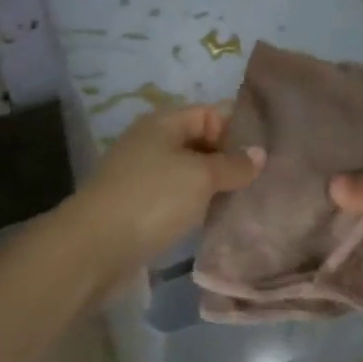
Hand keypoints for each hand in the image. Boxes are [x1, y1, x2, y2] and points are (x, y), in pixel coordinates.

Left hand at [65, 103, 261, 278]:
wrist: (93, 248)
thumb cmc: (152, 199)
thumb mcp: (200, 177)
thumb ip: (233, 164)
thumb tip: (259, 154)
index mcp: (163, 122)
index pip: (210, 113)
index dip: (238, 127)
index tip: (269, 149)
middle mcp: (151, 142)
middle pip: (200, 141)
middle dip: (230, 158)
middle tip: (265, 177)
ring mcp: (142, 175)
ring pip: (189, 172)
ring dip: (215, 185)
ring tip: (249, 198)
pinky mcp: (138, 207)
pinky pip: (177, 197)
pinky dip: (197, 204)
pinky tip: (218, 218)